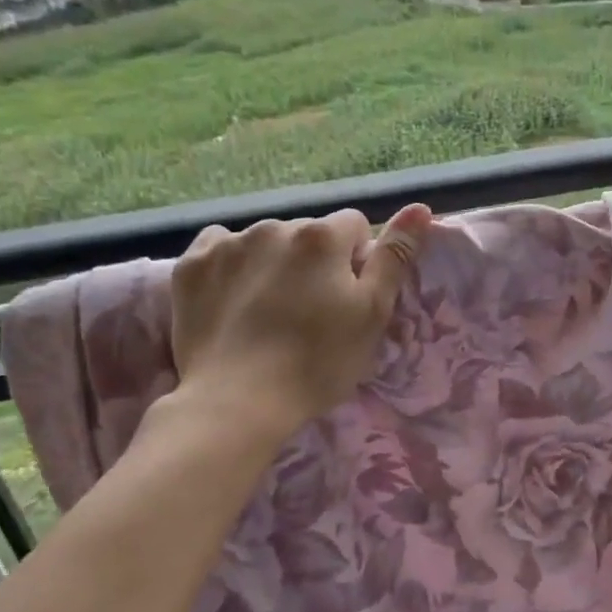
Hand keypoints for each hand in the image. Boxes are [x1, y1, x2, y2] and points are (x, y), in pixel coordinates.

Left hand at [168, 204, 431, 437]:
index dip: (356, 261)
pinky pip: (221, 248)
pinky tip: (234, 300)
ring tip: (269, 313)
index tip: (346, 299)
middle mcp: (274, 226)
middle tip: (310, 313)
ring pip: (266, 241)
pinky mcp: (191, 266)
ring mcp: (228, 244)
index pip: (355, 227)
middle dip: (315, 261)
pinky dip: (232, 266)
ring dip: (275, 263)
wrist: (237, 403)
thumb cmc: (317, 361)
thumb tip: (420, 207)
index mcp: (322, 236)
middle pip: (309, 233)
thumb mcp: (372, 313)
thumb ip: (395, 256)